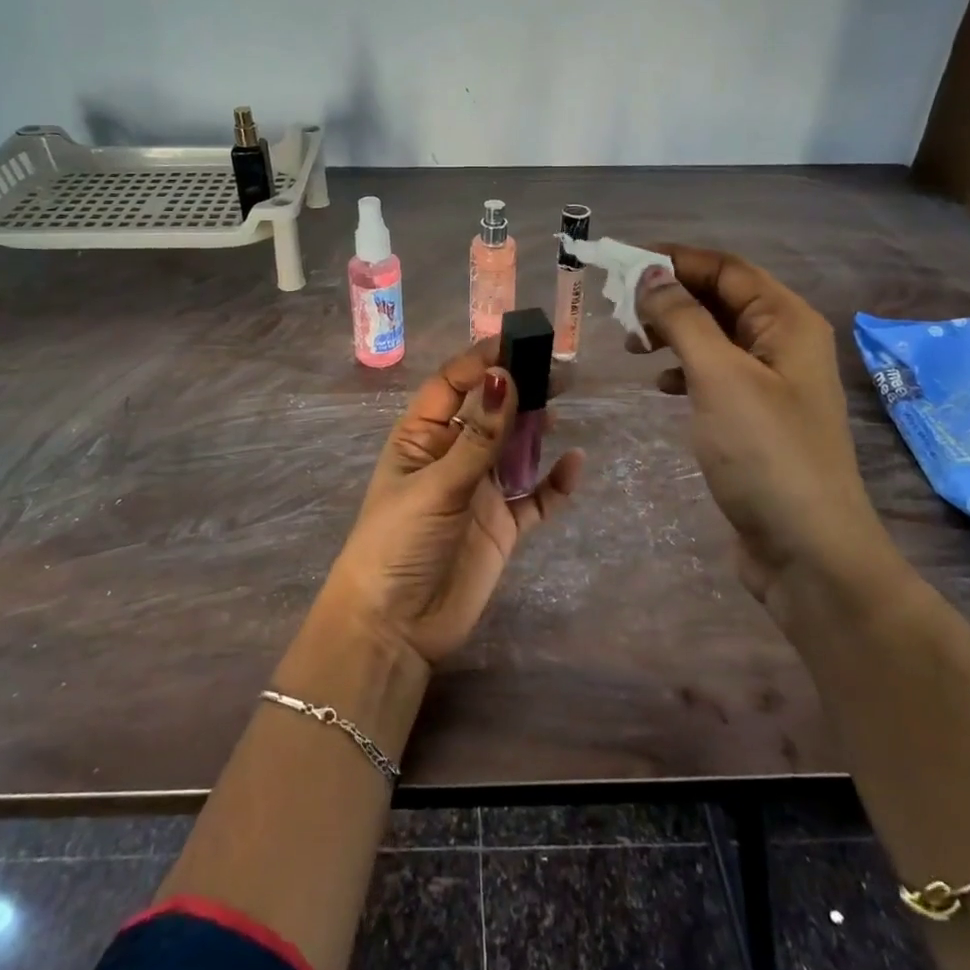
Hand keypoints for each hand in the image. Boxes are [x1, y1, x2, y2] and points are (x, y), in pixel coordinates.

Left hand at [325, 342, 585, 665]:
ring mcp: (480, 491)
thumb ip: (477, 438)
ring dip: (537, 426)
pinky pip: (535, 496)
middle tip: (557, 370)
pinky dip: (555, 482)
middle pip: (490, 411)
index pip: (452, 384)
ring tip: (564, 404)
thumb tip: (505, 377)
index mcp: (421, 437)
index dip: (482, 361)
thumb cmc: (399, 544)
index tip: (519, 342)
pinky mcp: (503, 526)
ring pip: (515, 448)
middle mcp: (452, 456)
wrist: (395, 628)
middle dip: (518, 388)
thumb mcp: (436, 485)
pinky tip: (573, 465)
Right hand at [631, 245, 886, 601]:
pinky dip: (683, 370)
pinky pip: (713, 374)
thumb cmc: (766, 453)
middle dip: (669, 296)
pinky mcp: (755, 418)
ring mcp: (771, 383)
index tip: (619, 261)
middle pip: (719, 298)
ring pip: (713, 336)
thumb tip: (649, 274)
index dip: (673, 259)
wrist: (808, 550)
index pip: (725, 268)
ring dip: (672, 332)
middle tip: (618, 309)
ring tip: (632, 346)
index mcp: (786, 321)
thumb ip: (683, 319)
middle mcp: (782, 343)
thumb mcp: (719, 377)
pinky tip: (660, 386)